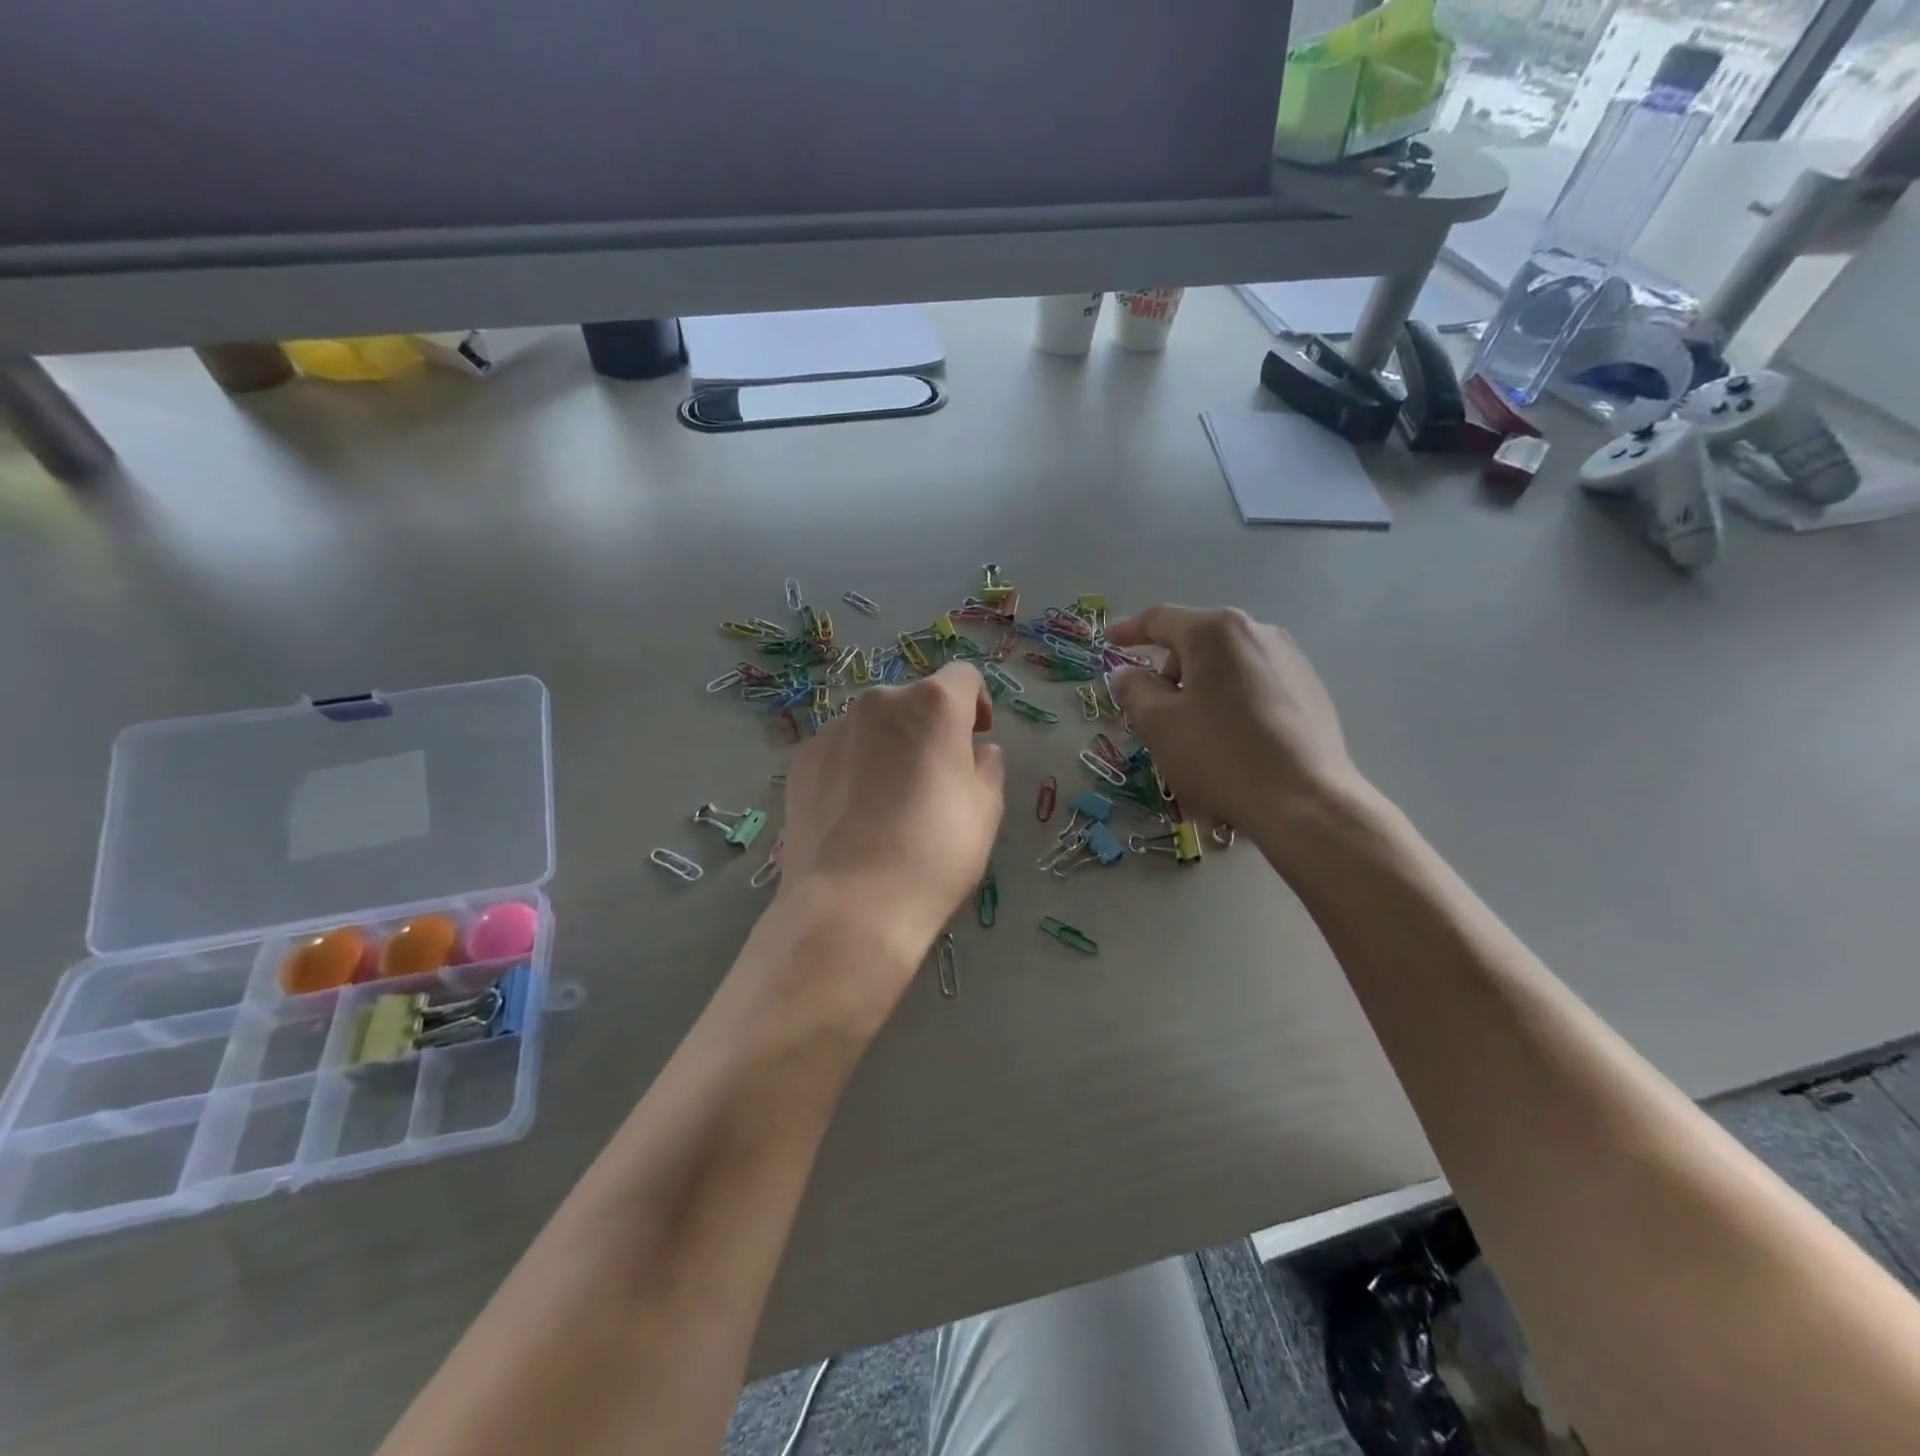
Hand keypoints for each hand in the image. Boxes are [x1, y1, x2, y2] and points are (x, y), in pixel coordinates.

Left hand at [773, 663, 1004, 1004]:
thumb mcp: (985, 811)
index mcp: (933, 704)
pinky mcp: (802, 760)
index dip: (976, 704)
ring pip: (873, 727)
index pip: (962, 677)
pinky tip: (855, 815)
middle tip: (935, 780)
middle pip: (914, 702)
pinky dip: (853, 767)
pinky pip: (840, 751)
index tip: (976, 740)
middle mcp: (879, 702)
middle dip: (929, 729)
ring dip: (889, 747)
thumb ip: (987, 768)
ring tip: (889, 803)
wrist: (851, 905)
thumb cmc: (935, 853)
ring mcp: (833, 729)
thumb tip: (980, 752)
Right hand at [1107, 606, 1365, 861]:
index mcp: (1216, 632)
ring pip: (1226, 667)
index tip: (1107, 642)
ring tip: (1195, 734)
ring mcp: (1291, 660)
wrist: (1305, 804)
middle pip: (1196, 643)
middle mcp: (1258, 632)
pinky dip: (1232, 703)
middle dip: (1169, 672)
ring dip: (1201, 690)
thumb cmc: (1220, 756)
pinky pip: (1255, 686)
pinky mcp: (1311, 691)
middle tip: (1154, 713)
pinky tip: (1233, 743)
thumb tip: (1128, 673)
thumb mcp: (1159, 724)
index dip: (1128, 631)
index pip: (1160, 620)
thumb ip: (1134, 690)